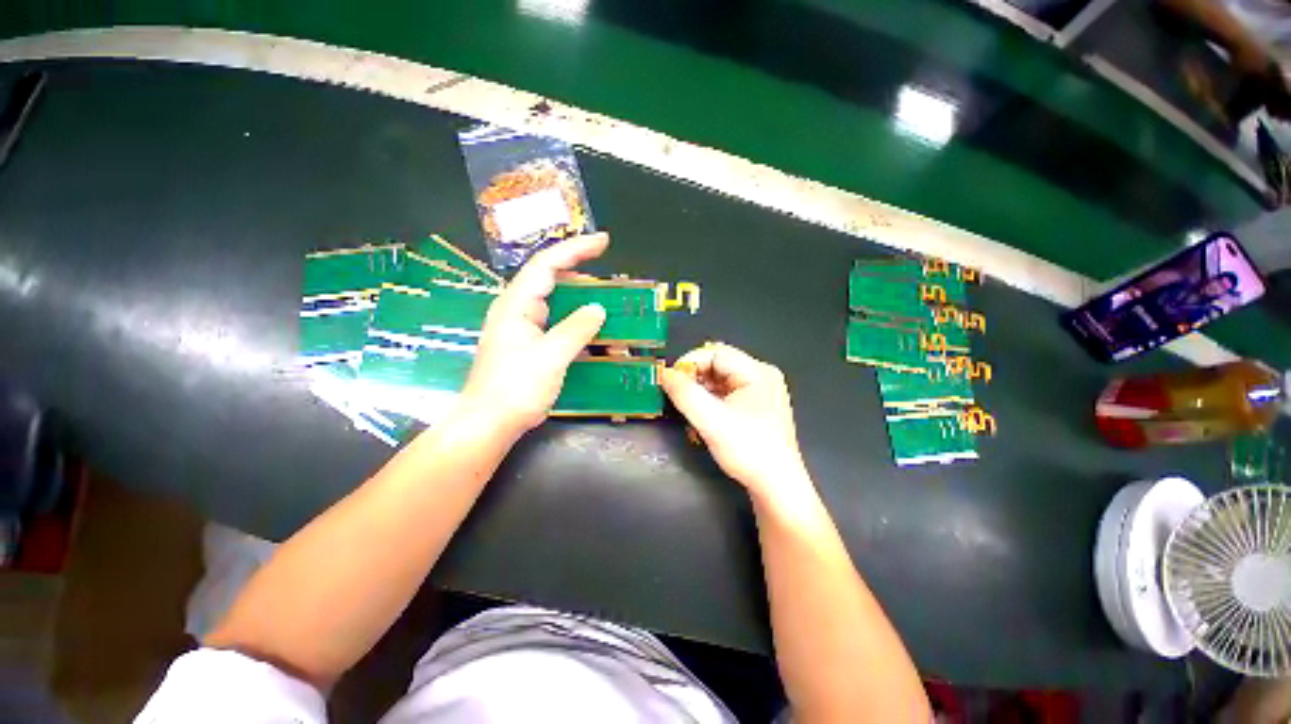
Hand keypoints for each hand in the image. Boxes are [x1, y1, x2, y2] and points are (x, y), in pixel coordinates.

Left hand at [461, 234, 608, 436]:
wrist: (486, 424)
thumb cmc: (515, 388)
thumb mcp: (551, 357)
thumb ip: (576, 329)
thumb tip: (597, 309)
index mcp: (516, 303)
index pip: (546, 263)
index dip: (576, 248)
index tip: (604, 242)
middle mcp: (514, 310)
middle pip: (548, 279)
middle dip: (580, 276)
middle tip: (611, 283)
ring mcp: (516, 329)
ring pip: (551, 304)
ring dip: (578, 305)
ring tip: (606, 309)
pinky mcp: (520, 348)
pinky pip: (550, 326)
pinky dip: (571, 327)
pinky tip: (589, 339)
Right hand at [660, 343, 813, 506]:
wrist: (777, 485)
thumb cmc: (748, 450)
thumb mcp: (711, 421)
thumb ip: (684, 394)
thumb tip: (664, 373)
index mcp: (757, 371)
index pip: (714, 352)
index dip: (688, 364)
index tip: (668, 383)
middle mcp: (764, 376)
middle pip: (719, 366)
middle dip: (695, 382)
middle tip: (677, 402)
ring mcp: (765, 394)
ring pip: (723, 383)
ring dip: (703, 396)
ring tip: (690, 416)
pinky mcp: (762, 411)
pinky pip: (731, 397)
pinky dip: (715, 406)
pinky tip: (705, 425)